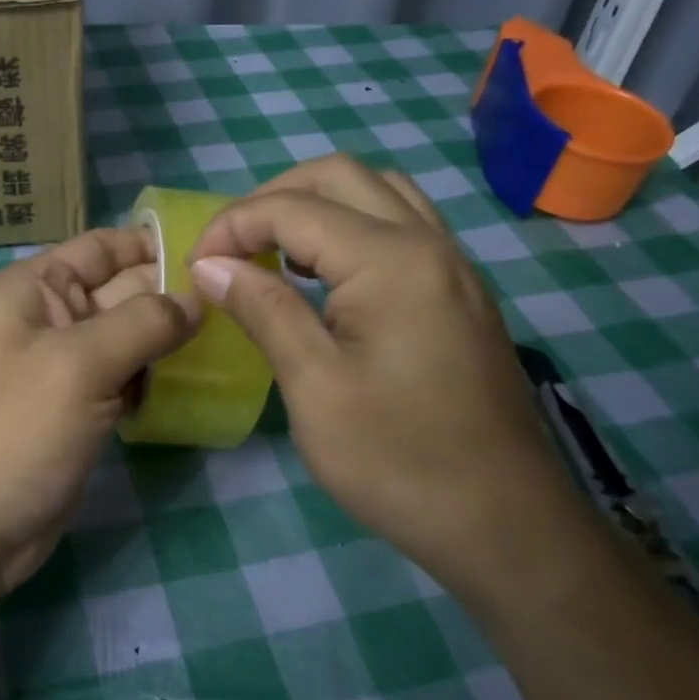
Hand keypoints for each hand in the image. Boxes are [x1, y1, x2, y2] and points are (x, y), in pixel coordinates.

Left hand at [0, 228, 199, 595]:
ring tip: (228, 342)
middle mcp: (48, 320)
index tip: (219, 254)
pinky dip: (154, 380)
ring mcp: (63, 370)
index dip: (155, 245)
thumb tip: (198, 301)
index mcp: (33, 289)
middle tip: (239, 305)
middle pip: (122, 291)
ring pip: (129, 339)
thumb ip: (143, 323)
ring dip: (170, 341)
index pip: (102, 247)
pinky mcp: (79, 412)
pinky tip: (193, 384)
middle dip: (173, 296)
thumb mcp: (79, 365)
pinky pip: (125, 380)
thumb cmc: (14, 432)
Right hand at [187, 155, 590, 597]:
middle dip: (272, 198)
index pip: (293, 207)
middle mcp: (429, 242)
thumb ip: (264, 310)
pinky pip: (402, 226)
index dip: (232, 226)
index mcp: (391, 260)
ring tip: (271, 253)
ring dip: (316, 205)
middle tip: (231, 248)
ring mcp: (453, 265)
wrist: (505, 523)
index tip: (193, 268)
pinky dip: (351, 228)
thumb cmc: (398, 461)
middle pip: (340, 175)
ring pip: (378, 192)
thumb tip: (211, 265)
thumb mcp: (315, 388)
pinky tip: (323, 278)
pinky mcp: (460, 293)